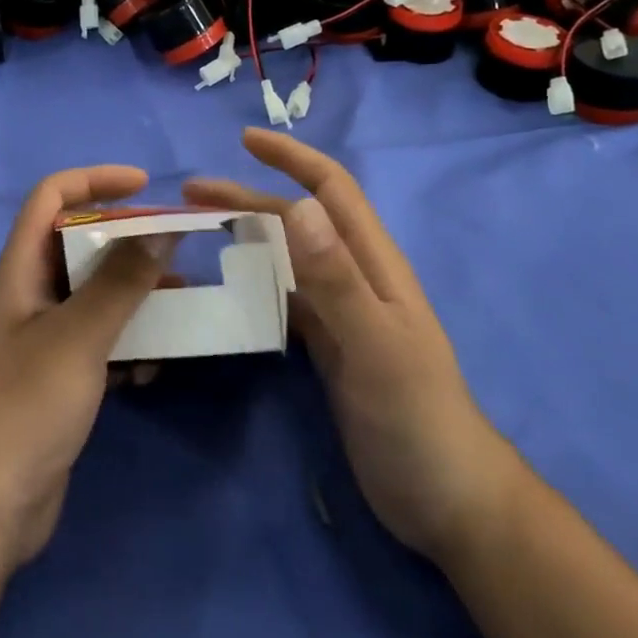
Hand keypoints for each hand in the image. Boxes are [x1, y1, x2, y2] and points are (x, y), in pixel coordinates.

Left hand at [0, 164, 169, 572]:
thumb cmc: (25, 405)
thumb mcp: (78, 336)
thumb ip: (120, 282)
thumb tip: (161, 233)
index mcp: (21, 270)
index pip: (51, 198)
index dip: (94, 180)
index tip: (145, 186)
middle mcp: (32, 295)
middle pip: (81, 245)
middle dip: (130, 243)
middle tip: (177, 253)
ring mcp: (46, 339)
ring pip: (98, 296)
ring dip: (138, 297)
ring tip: (183, 308)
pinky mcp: (61, 378)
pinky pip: (103, 341)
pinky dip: (130, 345)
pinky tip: (152, 370)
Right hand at [186, 128, 516, 561]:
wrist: (446, 498)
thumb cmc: (416, 415)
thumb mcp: (376, 344)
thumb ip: (337, 278)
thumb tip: (296, 207)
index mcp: (372, 263)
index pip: (331, 190)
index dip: (291, 158)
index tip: (244, 139)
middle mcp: (355, 277)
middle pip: (297, 220)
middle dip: (247, 197)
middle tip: (191, 195)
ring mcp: (341, 313)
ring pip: (286, 258)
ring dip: (245, 237)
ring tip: (198, 234)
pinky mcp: (328, 347)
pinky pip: (283, 299)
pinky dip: (252, 283)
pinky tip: (224, 289)